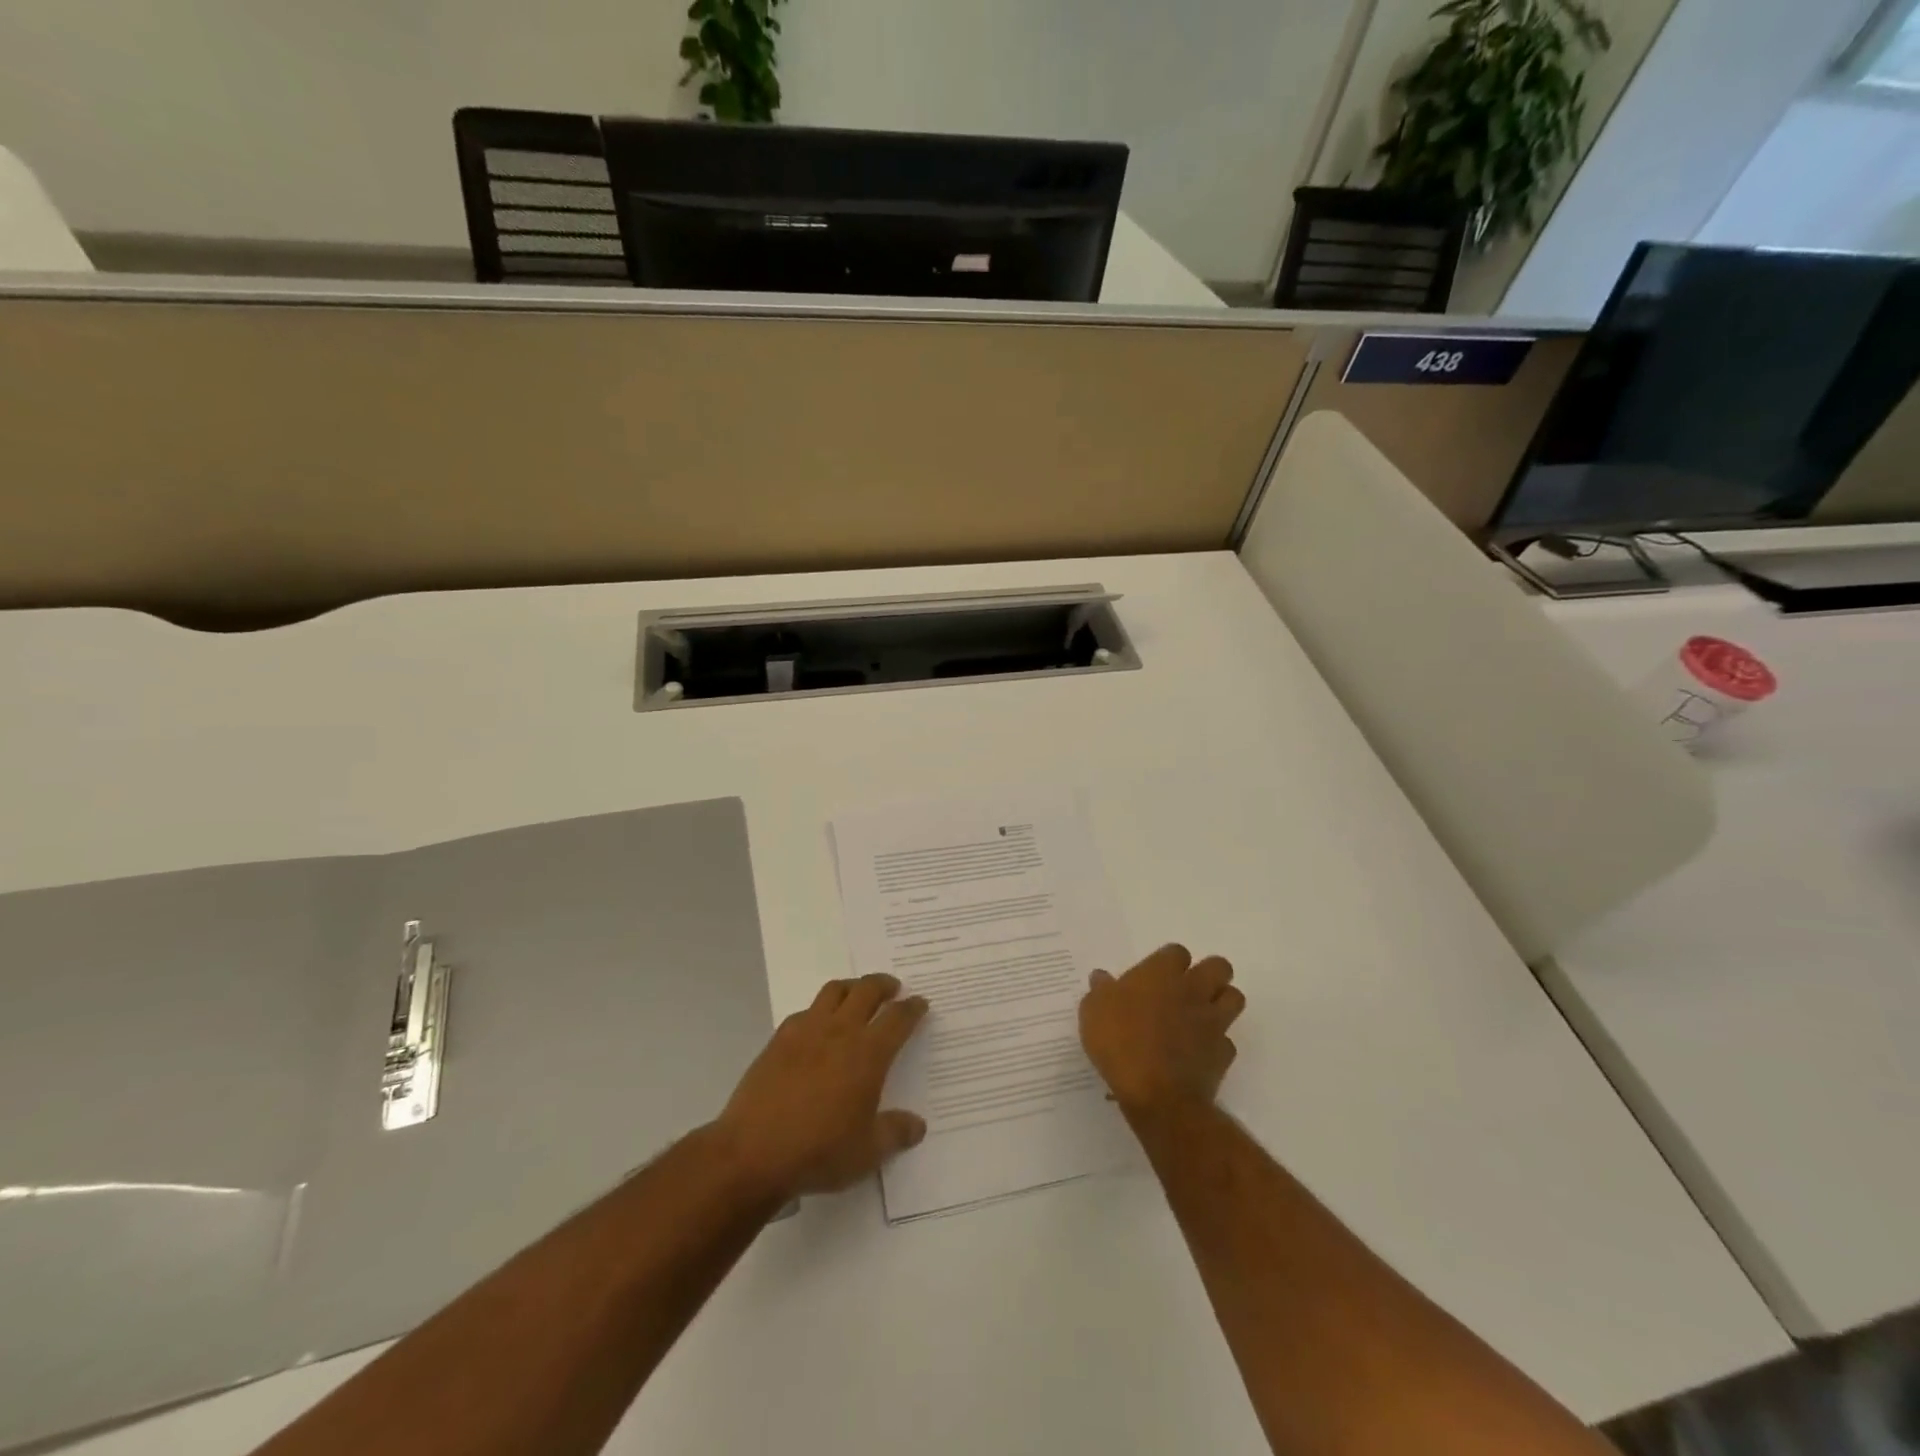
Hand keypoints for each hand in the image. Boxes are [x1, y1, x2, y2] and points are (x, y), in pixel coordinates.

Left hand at [715, 973, 928, 1200]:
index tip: (920, 1003)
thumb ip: (896, 1133)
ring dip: (852, 986)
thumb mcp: (867, 1152)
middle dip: (884, 985)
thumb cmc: (819, 1151)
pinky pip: (805, 1011)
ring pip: (834, 990)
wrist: (753, 1152)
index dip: (912, 1008)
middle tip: (893, 989)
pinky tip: (818, 1026)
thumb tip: (918, 1125)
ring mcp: (806, 1030)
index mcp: (868, 1054)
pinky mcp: (779, 1039)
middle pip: (867, 990)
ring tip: (858, 995)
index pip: (898, 1019)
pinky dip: (819, 1010)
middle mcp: (840, 1031)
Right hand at [1079, 944, 1244, 1119]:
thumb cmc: (1120, 1042)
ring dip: (1221, 1003)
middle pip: (1219, 967)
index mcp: (1161, 973)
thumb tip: (1102, 977)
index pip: (1177, 952)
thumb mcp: (1093, 1011)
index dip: (1169, 962)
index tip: (1155, 976)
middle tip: (1188, 989)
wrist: (1157, 1094)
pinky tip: (1198, 1053)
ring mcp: (1213, 1022)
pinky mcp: (1223, 1054)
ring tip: (1200, 1015)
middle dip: (1209, 974)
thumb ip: (1101, 990)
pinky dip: (1216, 1045)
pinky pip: (1227, 1041)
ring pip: (1234, 998)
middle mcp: (1193, 990)